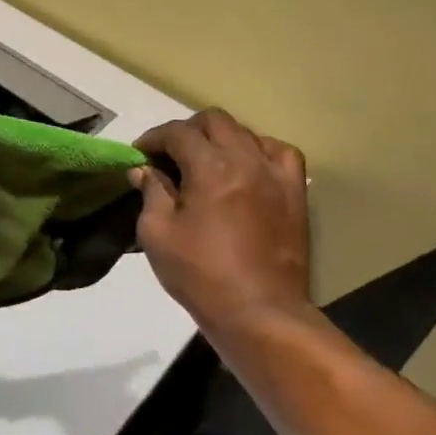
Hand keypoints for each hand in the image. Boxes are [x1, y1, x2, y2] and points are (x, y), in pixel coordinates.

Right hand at [131, 109, 310, 333]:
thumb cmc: (201, 275)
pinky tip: (248, 167)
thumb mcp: (157, 234)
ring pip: (246, 132)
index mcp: (210, 168)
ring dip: (220, 139)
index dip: (154, 138)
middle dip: (186, 131)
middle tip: (170, 156)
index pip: (178, 132)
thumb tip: (144, 170)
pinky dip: (259, 150)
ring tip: (206, 162)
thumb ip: (150, 193)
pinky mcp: (295, 193)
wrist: (260, 313)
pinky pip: (280, 153)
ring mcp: (275, 175)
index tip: (140, 153)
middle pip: (214, 121)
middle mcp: (245, 160)